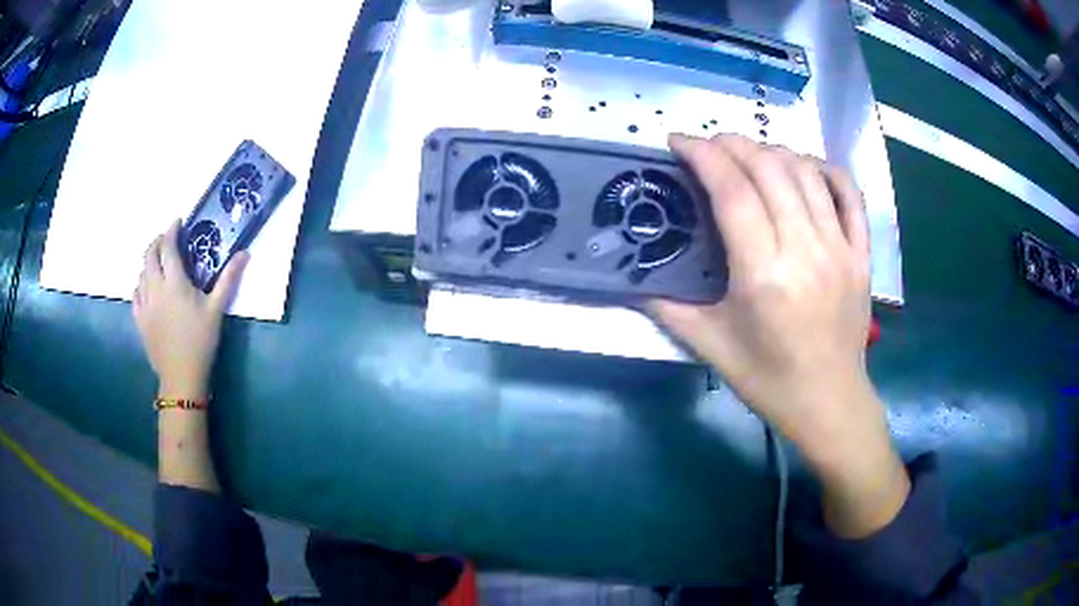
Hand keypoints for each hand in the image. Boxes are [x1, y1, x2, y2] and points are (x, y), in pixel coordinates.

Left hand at [133, 220, 247, 398]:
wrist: (181, 376)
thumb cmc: (201, 341)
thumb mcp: (216, 310)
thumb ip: (228, 279)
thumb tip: (245, 253)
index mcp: (174, 282)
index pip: (168, 247)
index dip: (171, 230)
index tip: (178, 223)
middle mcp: (155, 288)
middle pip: (149, 255)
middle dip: (157, 242)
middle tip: (167, 240)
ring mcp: (144, 304)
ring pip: (141, 273)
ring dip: (149, 262)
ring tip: (159, 263)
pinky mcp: (139, 319)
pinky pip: (135, 293)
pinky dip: (141, 283)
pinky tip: (147, 287)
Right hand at [651, 134, 907, 536]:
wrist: (829, 403)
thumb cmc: (768, 380)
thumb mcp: (710, 347)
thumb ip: (667, 305)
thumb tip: (630, 275)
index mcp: (764, 275)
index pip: (732, 191)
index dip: (703, 155)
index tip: (679, 142)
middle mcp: (806, 251)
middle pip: (769, 169)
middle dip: (732, 144)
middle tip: (708, 146)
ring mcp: (840, 248)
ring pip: (806, 172)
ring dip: (771, 150)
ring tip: (748, 154)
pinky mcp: (861, 254)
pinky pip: (849, 193)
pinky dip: (825, 168)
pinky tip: (804, 166)